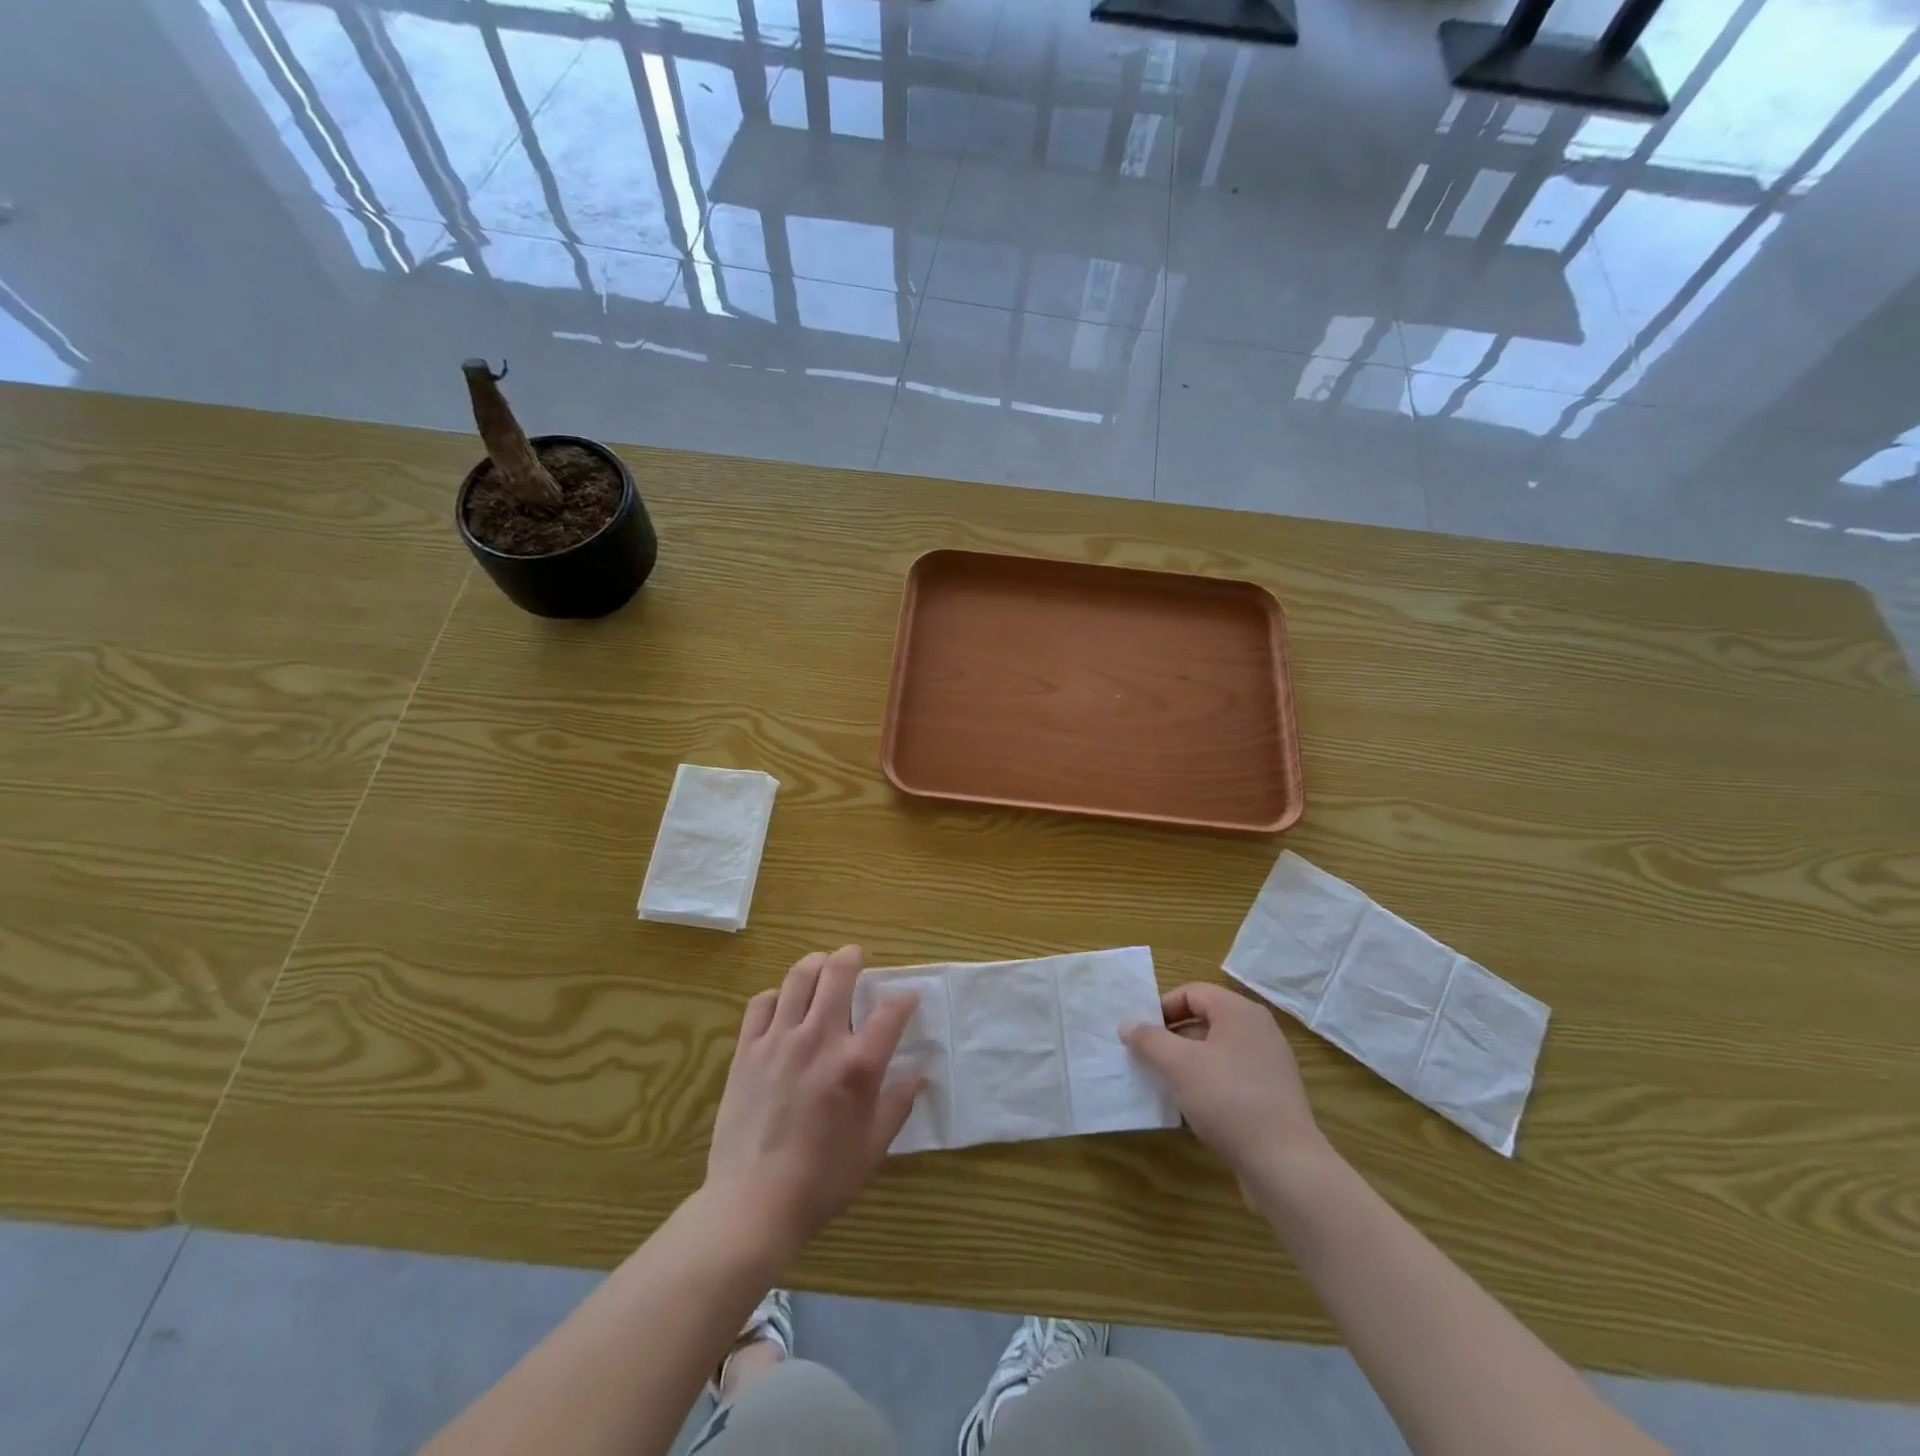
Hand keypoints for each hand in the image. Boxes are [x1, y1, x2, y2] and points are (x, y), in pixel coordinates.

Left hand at [705, 945, 921, 1260]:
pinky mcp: (747, 1051)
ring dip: (815, 964)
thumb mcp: (874, 1147)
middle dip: (852, 957)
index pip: (891, 1011)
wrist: (752, 1204)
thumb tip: (921, 1070)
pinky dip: (776, 995)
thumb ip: (899, 1102)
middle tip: (856, 958)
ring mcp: (779, 1041)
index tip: (908, 999)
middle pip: (838, 973)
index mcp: (857, 1065)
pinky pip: (760, 1003)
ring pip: (797, 978)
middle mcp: (820, 1039)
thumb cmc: (822, 1180)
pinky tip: (782, 1005)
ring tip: (821, 968)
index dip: (905, 998)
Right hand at [1123, 983, 1329, 1189]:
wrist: (1285, 1165)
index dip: (1162, 1008)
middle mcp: (1259, 1031)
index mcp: (1240, 1012)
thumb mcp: (1179, 1065)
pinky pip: (1231, 1077)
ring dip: (1187, 1063)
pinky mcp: (1272, 1096)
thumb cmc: (1228, 1100)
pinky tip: (1191, 1108)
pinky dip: (1208, 1084)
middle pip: (1205, 1020)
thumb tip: (1127, 1024)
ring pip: (1216, 1051)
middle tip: (1147, 1058)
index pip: (1192, 992)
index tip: (1141, 1034)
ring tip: (1164, 1084)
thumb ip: (1150, 1040)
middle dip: (1172, 1037)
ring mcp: (1269, 1064)